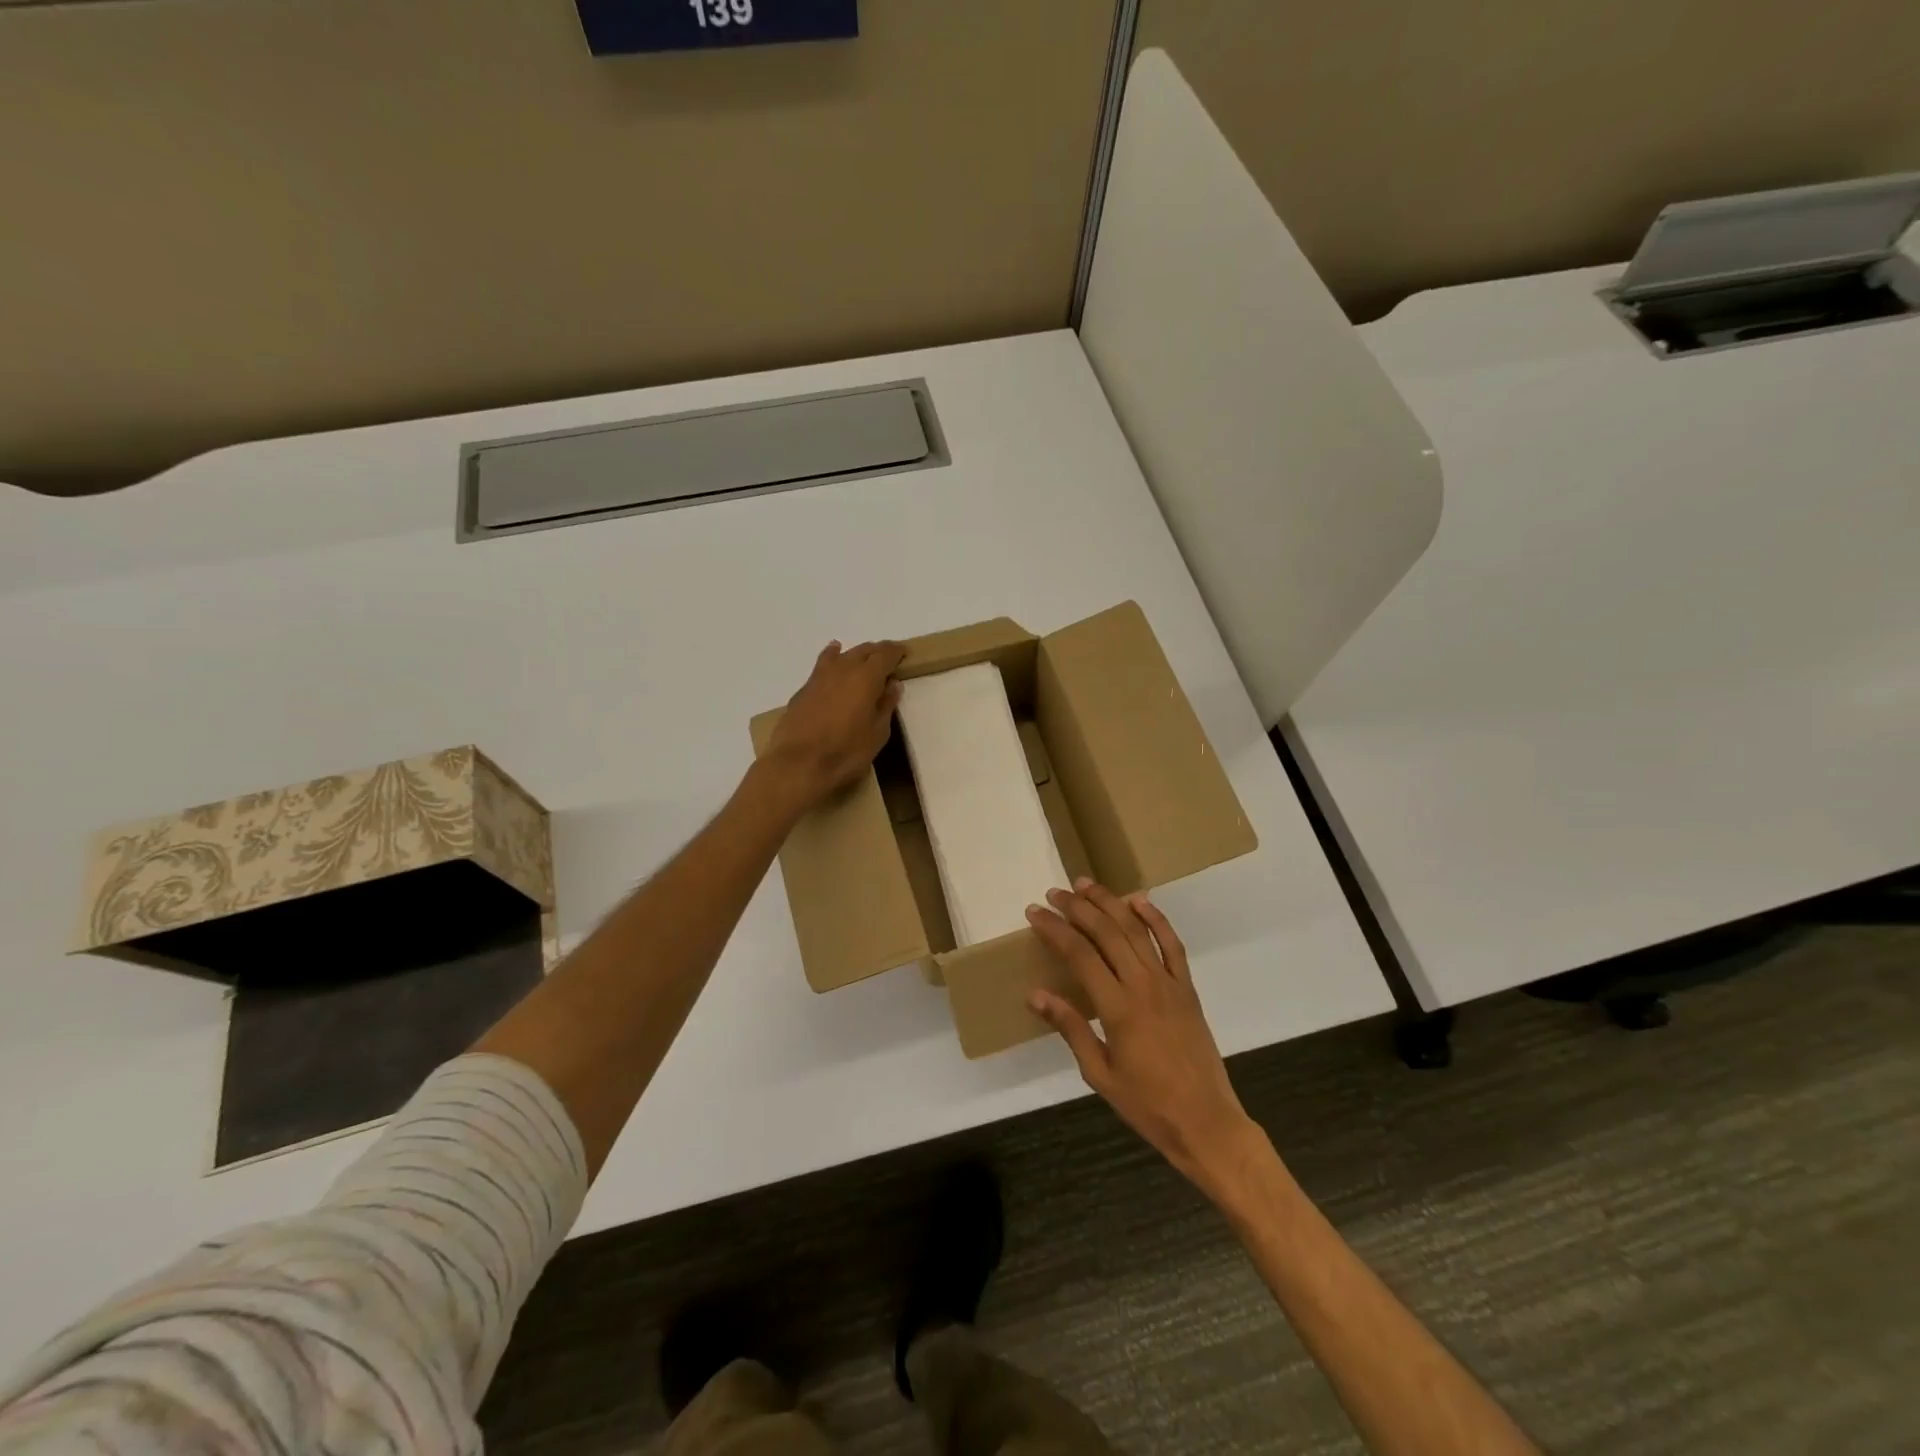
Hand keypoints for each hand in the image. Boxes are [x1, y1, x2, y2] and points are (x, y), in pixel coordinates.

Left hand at [763, 639, 906, 812]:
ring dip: (856, 654)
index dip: (896, 651)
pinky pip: (823, 664)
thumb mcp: (877, 733)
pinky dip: (832, 656)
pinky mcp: (804, 688)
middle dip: (878, 652)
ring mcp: (820, 676)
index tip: (904, 653)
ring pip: (842, 654)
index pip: (885, 654)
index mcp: (867, 677)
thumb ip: (886, 705)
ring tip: (864, 658)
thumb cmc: (846, 752)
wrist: (798, 764)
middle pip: (864, 650)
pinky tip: (833, 655)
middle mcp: (844, 668)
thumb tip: (893, 684)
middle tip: (888, 660)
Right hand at [1027, 881, 1264, 1198]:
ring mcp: (1169, 983)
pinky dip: (1156, 918)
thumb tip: (1037, 994)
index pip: (1079, 955)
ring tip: (1087, 886)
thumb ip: (1070, 1028)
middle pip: (1106, 932)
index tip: (1035, 912)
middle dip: (1078, 908)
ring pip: (1136, 930)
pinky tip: (1139, 900)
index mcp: (1117, 1008)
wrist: (1206, 1121)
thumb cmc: (1147, 1104)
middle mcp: (1143, 985)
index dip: (1055, 929)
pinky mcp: (1187, 988)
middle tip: (1055, 893)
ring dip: (1110, 903)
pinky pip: (1172, 944)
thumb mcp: (1099, 1073)